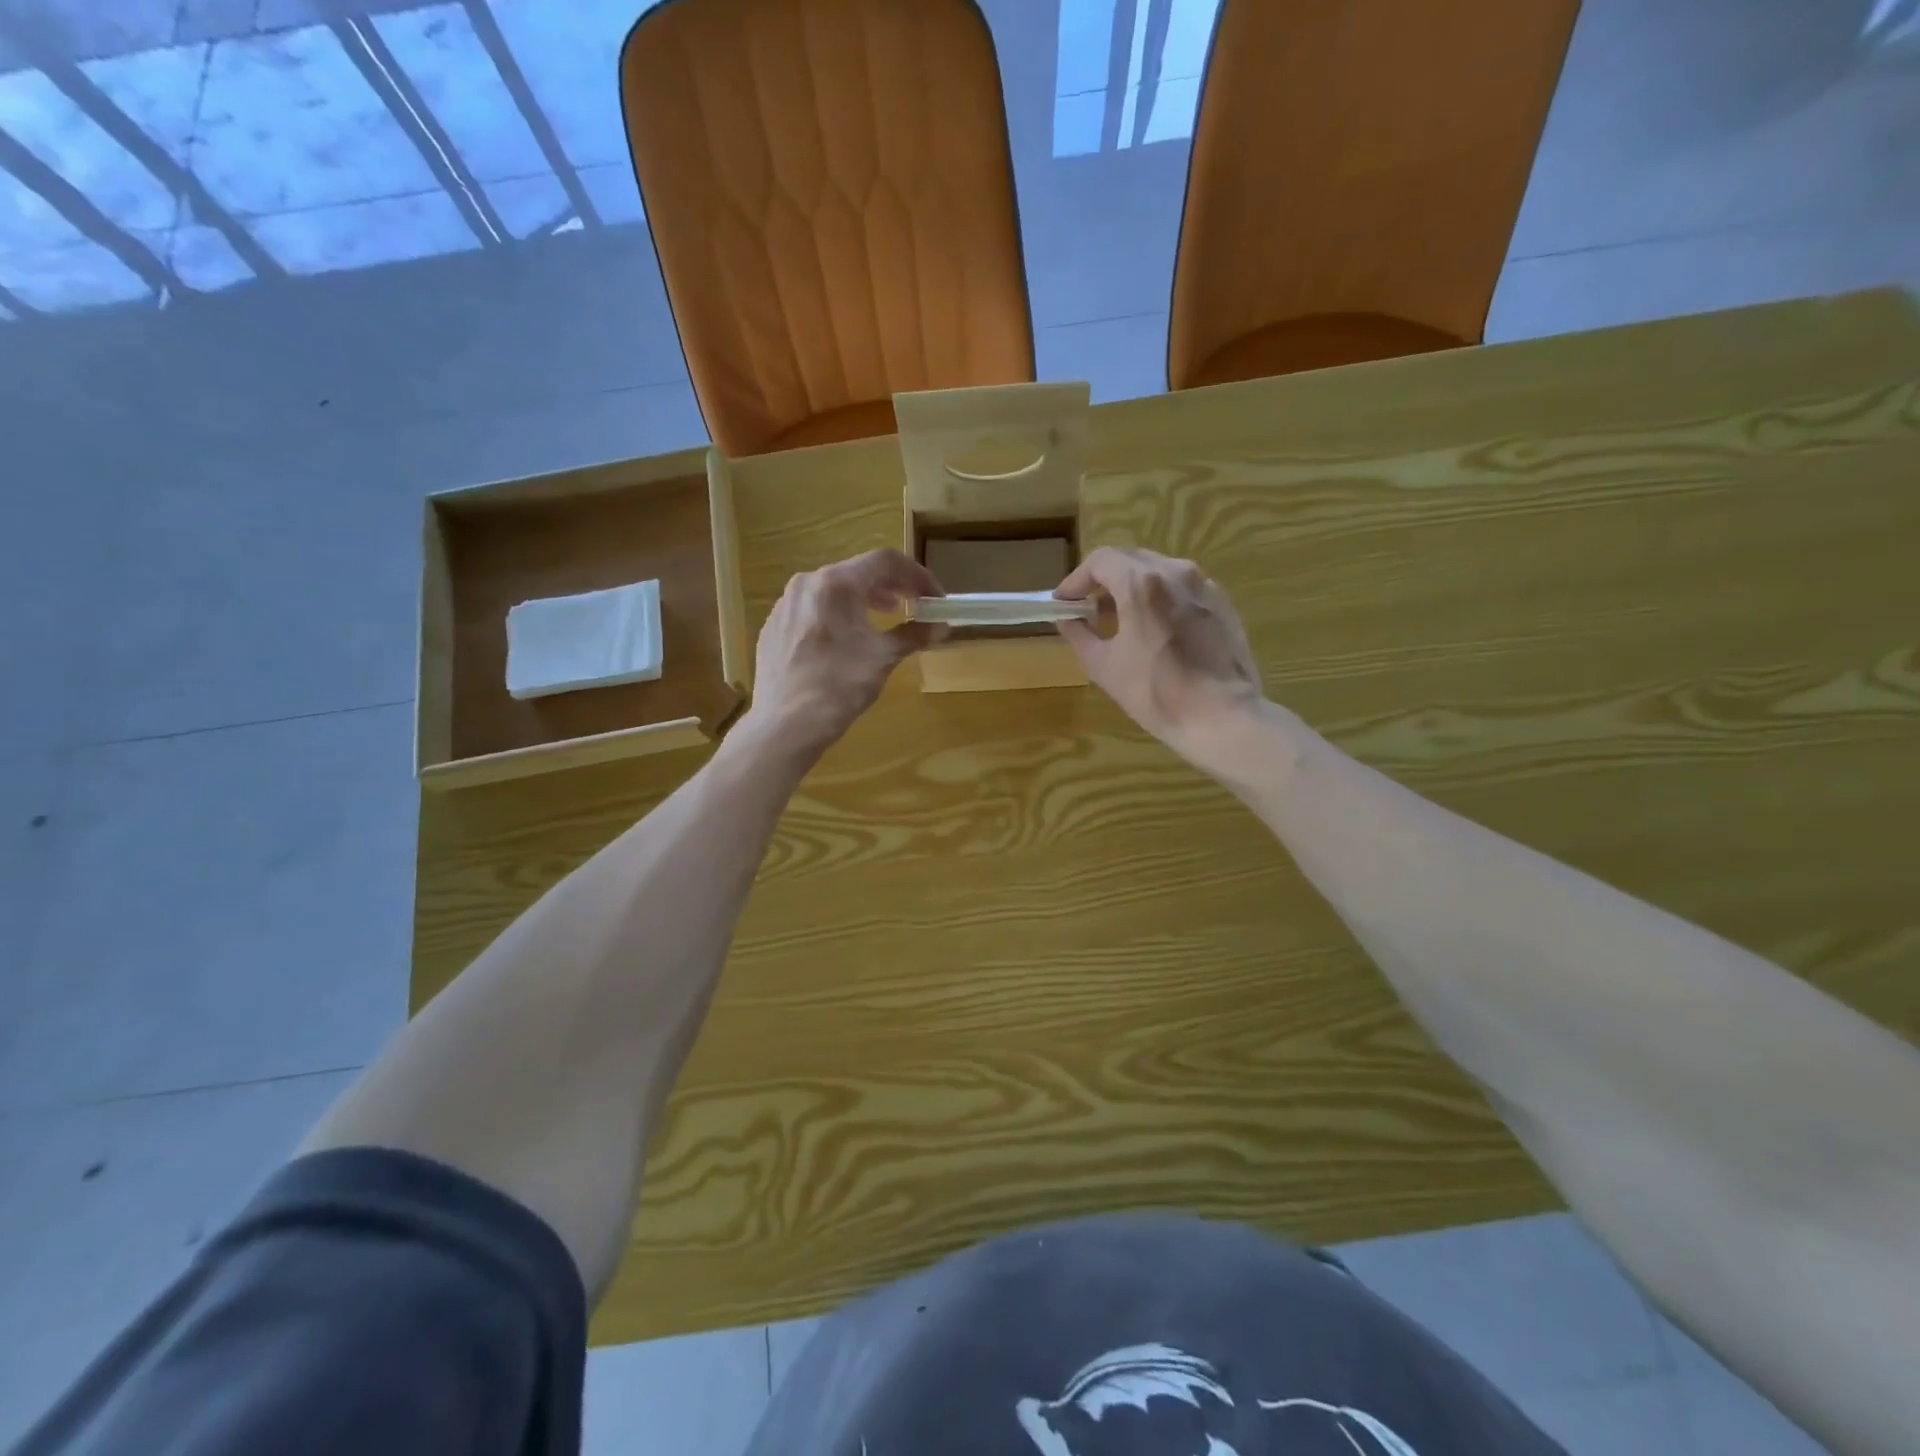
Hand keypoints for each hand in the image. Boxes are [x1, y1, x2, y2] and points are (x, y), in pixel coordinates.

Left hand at [743, 549, 944, 759]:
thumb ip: (914, 634)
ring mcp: (785, 604)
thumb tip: (941, 627)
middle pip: (858, 571)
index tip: (935, 598)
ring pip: (833, 589)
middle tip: (915, 605)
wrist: (787, 723)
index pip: (886, 561)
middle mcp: (808, 582)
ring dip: (865, 599)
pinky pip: (813, 609)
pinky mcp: (774, 626)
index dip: (918, 576)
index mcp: (837, 582)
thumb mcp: (884, 657)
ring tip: (884, 617)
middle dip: (892, 586)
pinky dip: (838, 614)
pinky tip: (846, 639)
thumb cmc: (840, 685)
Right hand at [1055, 547, 1264, 761]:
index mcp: (1142, 583)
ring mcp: (1204, 585)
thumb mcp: (1103, 666)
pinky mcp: (1222, 604)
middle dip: (1104, 580)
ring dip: (1133, 587)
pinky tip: (1155, 630)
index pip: (1100, 560)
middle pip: (1130, 560)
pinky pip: (1182, 589)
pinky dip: (1161, 598)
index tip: (1065, 602)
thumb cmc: (1155, 692)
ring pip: (1159, 571)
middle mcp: (1175, 572)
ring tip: (1120, 621)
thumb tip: (1066, 619)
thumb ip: (1079, 634)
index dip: (1076, 579)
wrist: (1221, 716)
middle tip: (1088, 609)